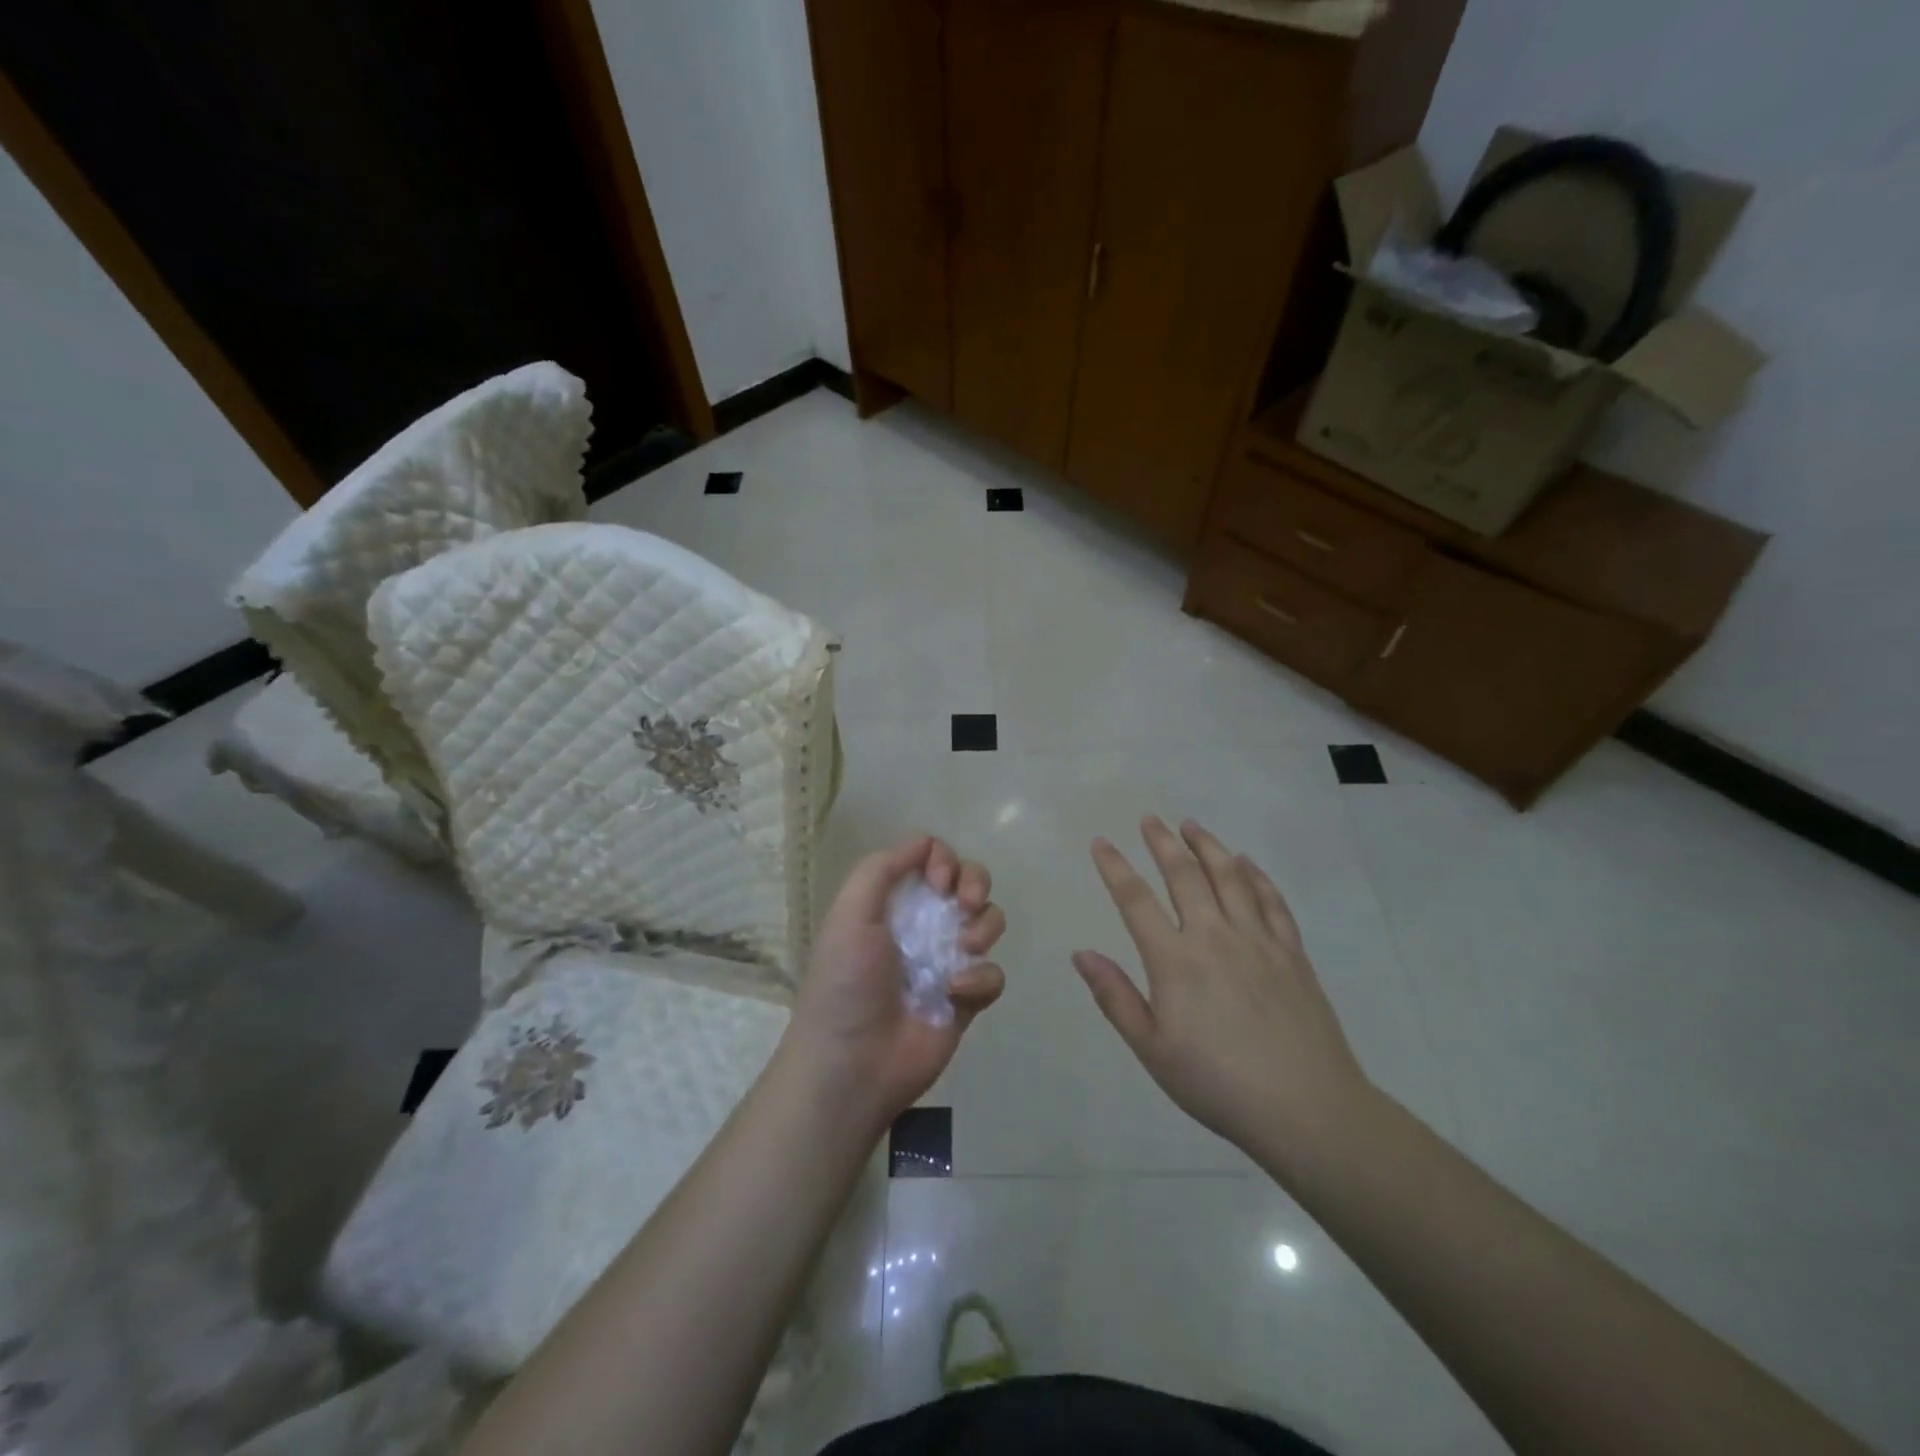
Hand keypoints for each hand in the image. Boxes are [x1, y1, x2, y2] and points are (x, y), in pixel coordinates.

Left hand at [786, 835, 1005, 1130]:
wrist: (853, 1064)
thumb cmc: (846, 983)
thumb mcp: (850, 914)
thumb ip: (882, 869)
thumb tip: (925, 842)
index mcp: (893, 902)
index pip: (933, 859)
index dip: (944, 860)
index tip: (938, 882)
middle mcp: (923, 924)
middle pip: (969, 881)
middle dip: (976, 882)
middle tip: (964, 905)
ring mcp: (948, 961)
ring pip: (989, 921)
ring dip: (984, 926)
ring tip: (964, 950)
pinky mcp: (967, 999)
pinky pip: (993, 973)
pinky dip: (981, 979)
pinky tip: (956, 993)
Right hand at [1073, 817, 1370, 1160]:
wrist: (1305, 1108)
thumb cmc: (1217, 1083)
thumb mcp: (1152, 1049)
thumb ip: (1115, 997)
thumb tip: (1081, 953)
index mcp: (1175, 960)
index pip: (1135, 900)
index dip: (1115, 867)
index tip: (1101, 843)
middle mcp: (1214, 936)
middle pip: (1185, 875)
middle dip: (1163, 842)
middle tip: (1150, 819)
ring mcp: (1258, 940)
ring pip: (1230, 877)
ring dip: (1208, 846)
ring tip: (1192, 825)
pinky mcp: (1292, 952)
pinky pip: (1271, 901)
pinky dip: (1256, 875)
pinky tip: (1247, 863)